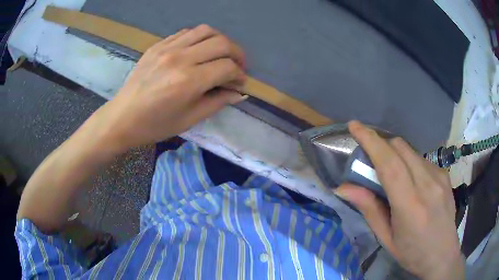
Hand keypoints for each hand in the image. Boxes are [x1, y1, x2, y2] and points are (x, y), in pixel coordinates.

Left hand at [92, 25, 246, 151]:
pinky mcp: (158, 45)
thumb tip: (237, 93)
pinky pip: (186, 32)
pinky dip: (200, 38)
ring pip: (206, 31)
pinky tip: (199, 50)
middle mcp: (180, 58)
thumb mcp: (189, 120)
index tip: (240, 83)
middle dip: (237, 54)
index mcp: (189, 81)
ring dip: (220, 41)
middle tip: (237, 66)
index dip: (239, 75)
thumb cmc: (155, 125)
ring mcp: (167, 48)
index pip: (227, 67)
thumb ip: (217, 102)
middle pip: (221, 43)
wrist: (122, 117)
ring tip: (221, 54)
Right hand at [335, 121, 464, 279]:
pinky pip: (422, 159)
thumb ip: (369, 209)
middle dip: (381, 144)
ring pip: (411, 151)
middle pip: (400, 148)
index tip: (355, 126)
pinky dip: (409, 162)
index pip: (389, 164)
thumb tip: (342, 187)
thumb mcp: (386, 238)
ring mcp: (440, 177)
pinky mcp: (445, 175)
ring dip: (395, 154)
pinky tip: (410, 180)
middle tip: (370, 158)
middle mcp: (428, 185)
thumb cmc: (412, 252)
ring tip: (391, 173)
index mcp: (410, 206)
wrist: (442, 255)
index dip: (371, 141)